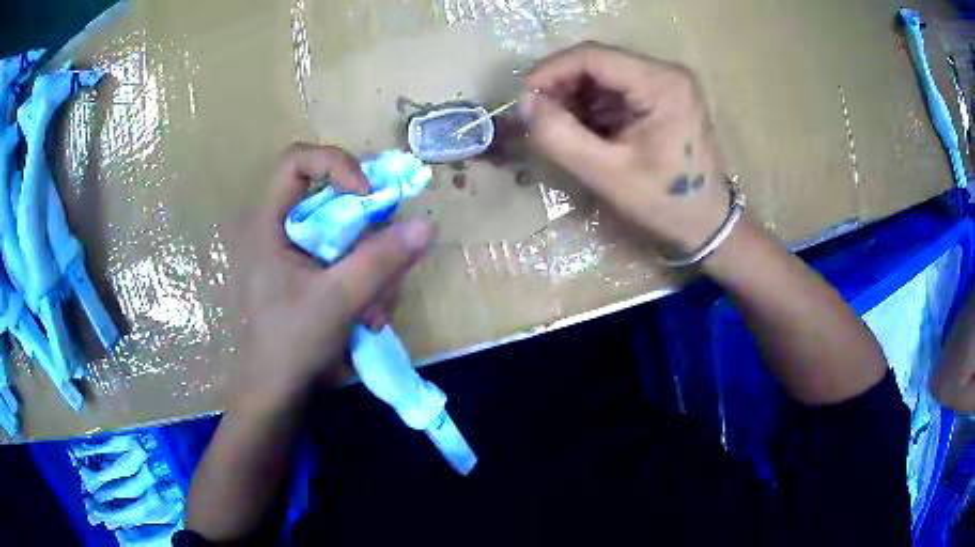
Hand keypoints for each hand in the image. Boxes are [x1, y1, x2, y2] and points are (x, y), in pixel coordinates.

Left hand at [229, 144, 430, 409]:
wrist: (275, 395)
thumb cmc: (289, 345)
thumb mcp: (336, 301)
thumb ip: (379, 262)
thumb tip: (425, 225)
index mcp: (268, 224)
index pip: (297, 162)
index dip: (335, 164)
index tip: (367, 194)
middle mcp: (282, 231)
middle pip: (334, 199)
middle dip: (369, 234)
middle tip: (390, 264)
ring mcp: (297, 255)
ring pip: (349, 234)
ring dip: (373, 270)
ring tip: (375, 312)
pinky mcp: (311, 276)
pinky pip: (348, 261)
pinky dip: (366, 285)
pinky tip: (369, 318)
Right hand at [520, 42, 731, 254]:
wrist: (710, 225)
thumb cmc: (666, 203)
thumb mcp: (608, 174)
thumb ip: (560, 136)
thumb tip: (524, 103)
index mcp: (661, 83)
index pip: (593, 56)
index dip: (550, 71)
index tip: (522, 98)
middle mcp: (667, 73)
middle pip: (599, 63)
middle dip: (562, 86)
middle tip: (537, 117)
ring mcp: (668, 84)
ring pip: (605, 76)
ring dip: (575, 97)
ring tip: (558, 128)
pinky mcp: (665, 98)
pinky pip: (618, 90)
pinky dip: (593, 107)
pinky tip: (583, 131)